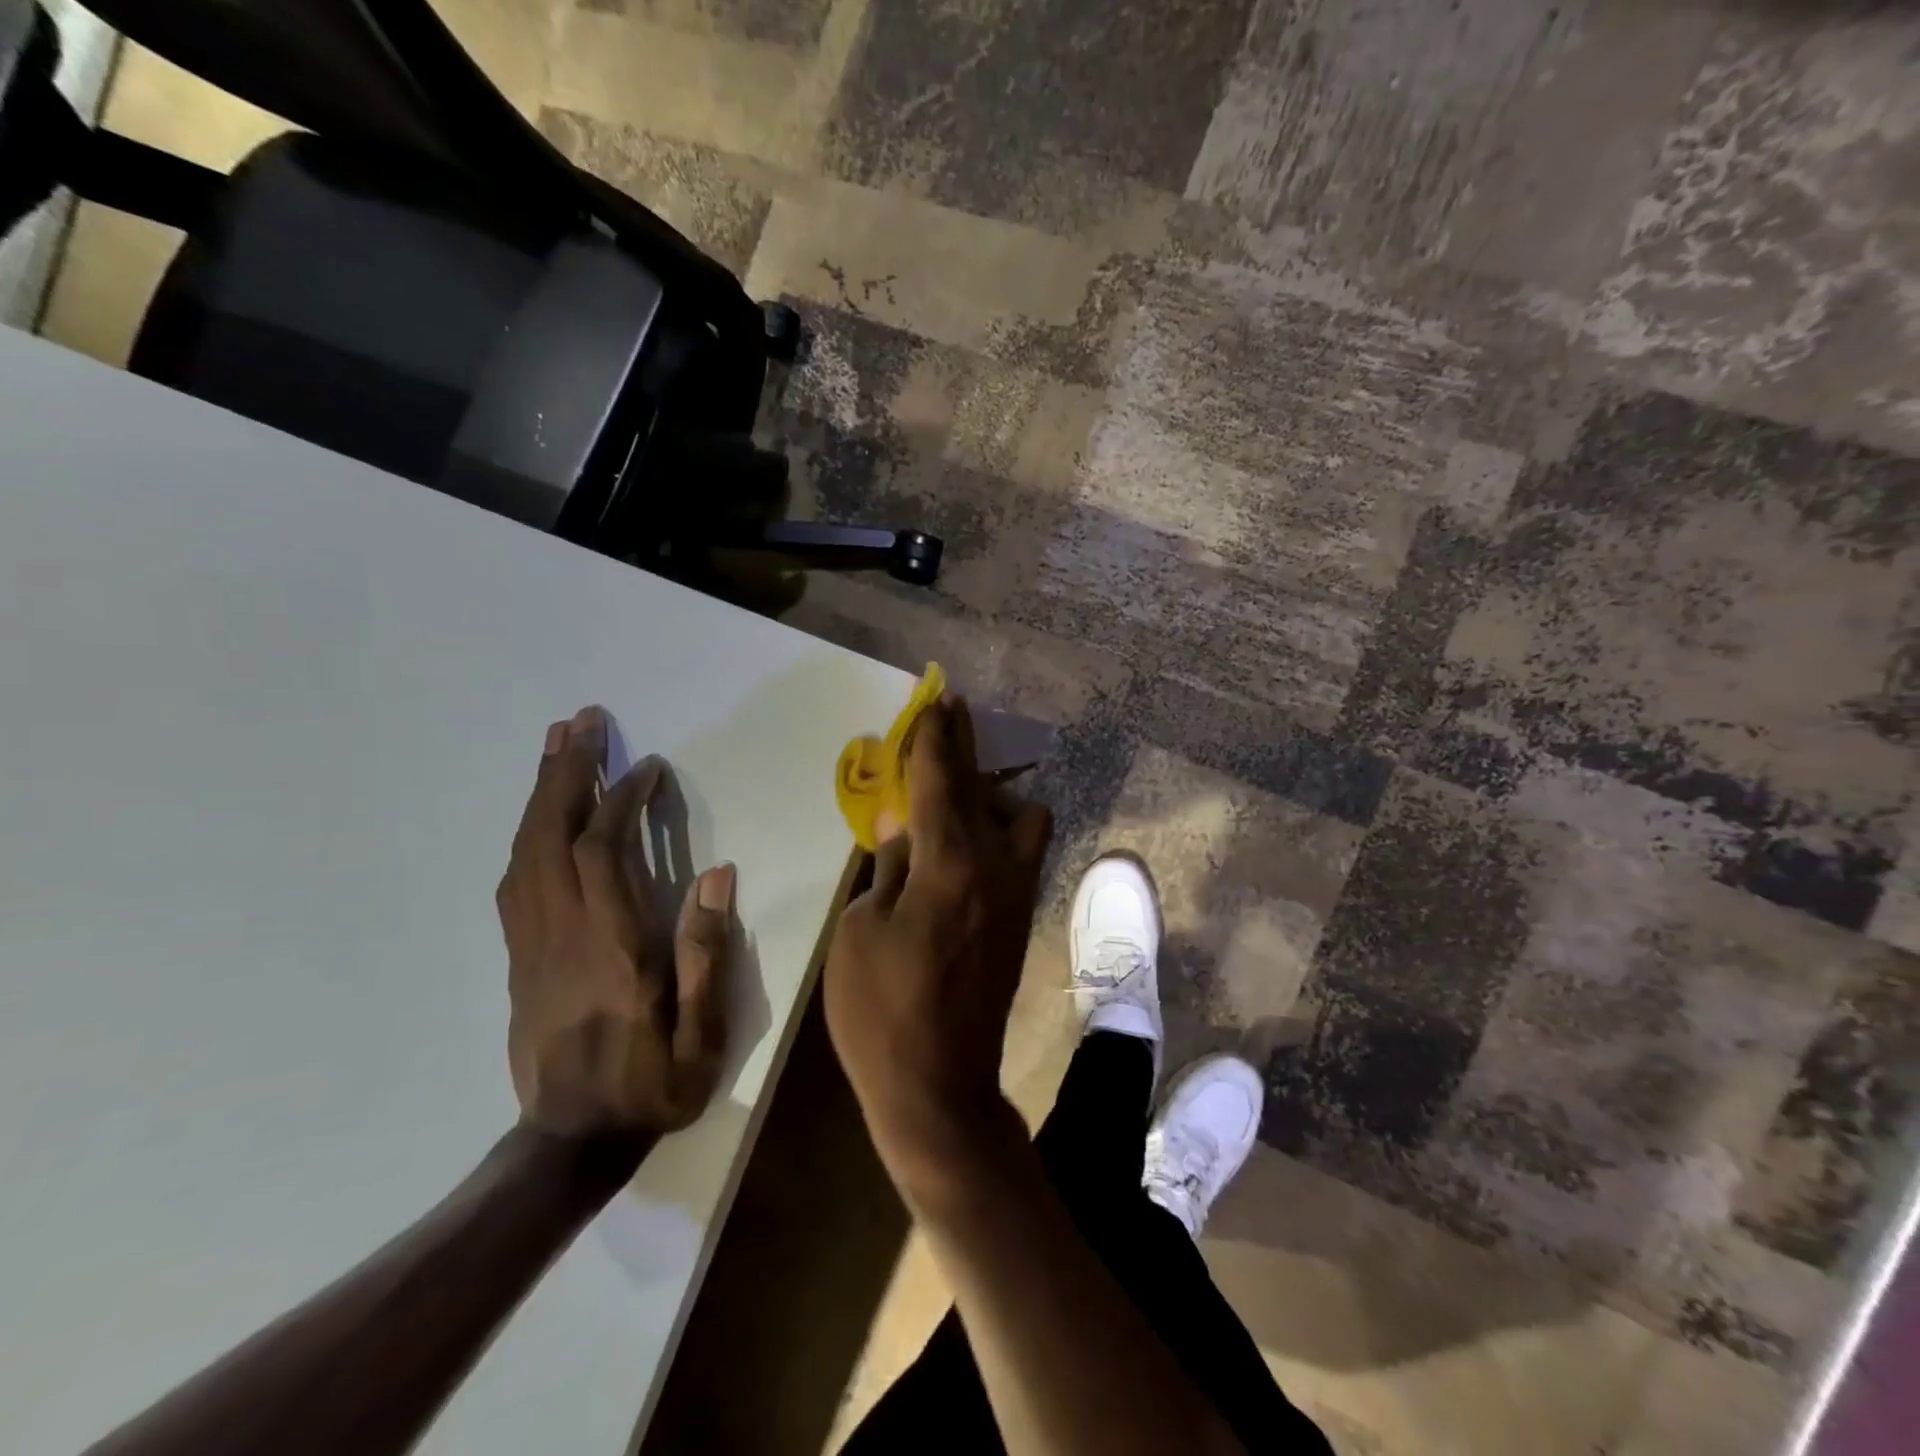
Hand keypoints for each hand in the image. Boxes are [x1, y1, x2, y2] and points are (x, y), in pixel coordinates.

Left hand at [497, 707, 735, 1141]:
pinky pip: (514, 882)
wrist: (571, 1143)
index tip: (648, 767)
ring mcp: (532, 945)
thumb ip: (707, 952)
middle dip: (565, 773)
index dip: (622, 801)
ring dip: (540, 795)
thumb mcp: (703, 1032)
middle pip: (549, 838)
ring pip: (524, 854)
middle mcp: (562, 935)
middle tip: (580, 723)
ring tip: (556, 748)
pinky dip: (526, 835)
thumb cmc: (652, 1085)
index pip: (604, 853)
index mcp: (611, 948)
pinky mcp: (519, 958)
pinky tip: (540, 816)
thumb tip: (717, 875)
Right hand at [822, 700, 1052, 1193]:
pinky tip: (967, 840)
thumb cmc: (880, 1012)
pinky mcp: (1021, 918)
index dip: (937, 737)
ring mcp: (1016, 894)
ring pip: (1024, 818)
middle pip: (983, 789)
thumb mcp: (859, 932)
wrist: (937, 1087)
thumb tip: (903, 830)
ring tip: (954, 799)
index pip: (941, 781)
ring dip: (992, 795)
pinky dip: (1001, 829)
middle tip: (950, 719)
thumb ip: (887, 869)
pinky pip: (1022, 851)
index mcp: (948, 865)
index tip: (939, 701)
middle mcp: (995, 868)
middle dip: (965, 749)